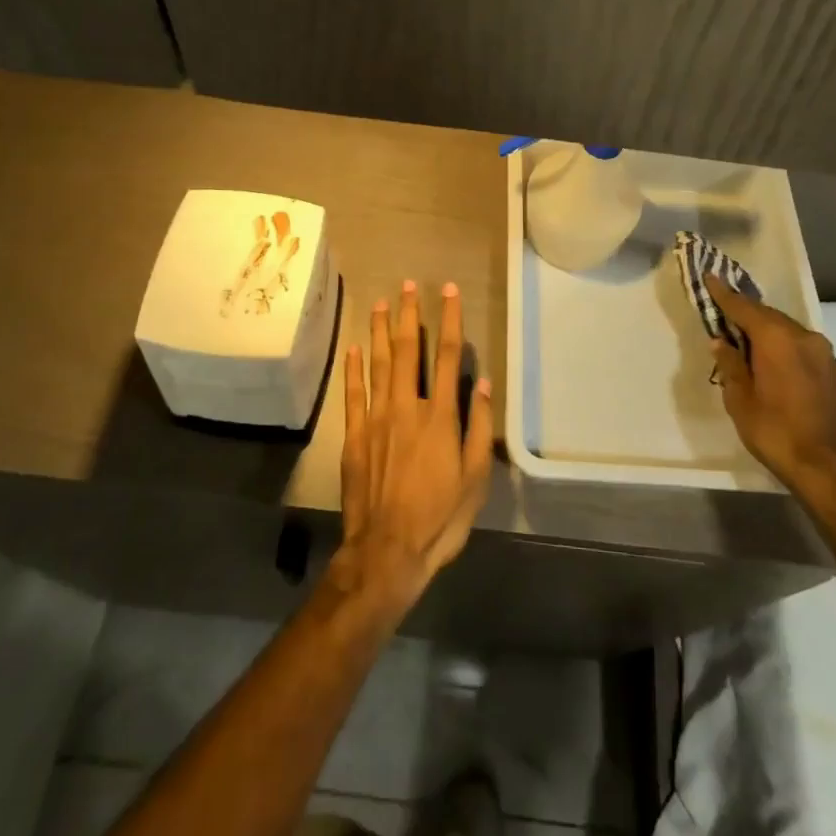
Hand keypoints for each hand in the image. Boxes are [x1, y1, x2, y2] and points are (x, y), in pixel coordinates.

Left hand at [334, 280, 493, 618]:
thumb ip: (478, 428)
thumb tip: (482, 384)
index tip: (448, 292)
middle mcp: (407, 407)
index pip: (449, 356)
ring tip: (382, 303)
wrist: (387, 550)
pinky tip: (355, 346)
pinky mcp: (355, 435)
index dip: (450, 320)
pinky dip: (354, 368)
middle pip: (409, 350)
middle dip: (410, 315)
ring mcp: (377, 419)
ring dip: (381, 330)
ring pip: (379, 363)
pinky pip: (353, 393)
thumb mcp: (474, 480)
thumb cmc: (439, 518)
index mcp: (440, 416)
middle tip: (408, 285)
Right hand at [704, 274, 835, 506]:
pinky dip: (804, 370)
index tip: (711, 278)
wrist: (834, 475)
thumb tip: (722, 342)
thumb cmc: (776, 433)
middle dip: (754, 322)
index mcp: (778, 339)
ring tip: (768, 364)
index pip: (744, 308)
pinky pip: (821, 368)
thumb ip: (731, 365)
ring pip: (801, 344)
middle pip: (775, 322)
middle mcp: (810, 341)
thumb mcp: (740, 401)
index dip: (724, 294)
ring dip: (782, 347)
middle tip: (736, 328)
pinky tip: (799, 391)